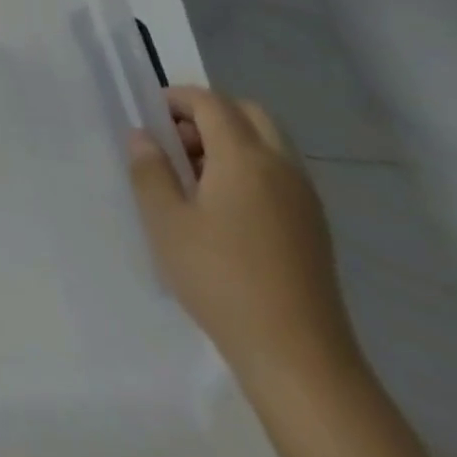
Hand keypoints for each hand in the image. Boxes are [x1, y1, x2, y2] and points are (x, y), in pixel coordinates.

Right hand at [127, 87, 358, 390]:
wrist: (298, 357)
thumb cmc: (221, 279)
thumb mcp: (166, 222)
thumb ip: (150, 170)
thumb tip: (143, 136)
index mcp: (245, 158)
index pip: (212, 103)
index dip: (178, 99)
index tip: (150, 115)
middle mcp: (281, 167)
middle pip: (247, 113)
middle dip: (208, 114)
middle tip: (175, 142)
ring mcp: (304, 198)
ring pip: (267, 142)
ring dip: (230, 141)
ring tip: (193, 177)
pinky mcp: (313, 226)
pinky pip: (279, 172)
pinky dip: (249, 167)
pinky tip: (223, 207)